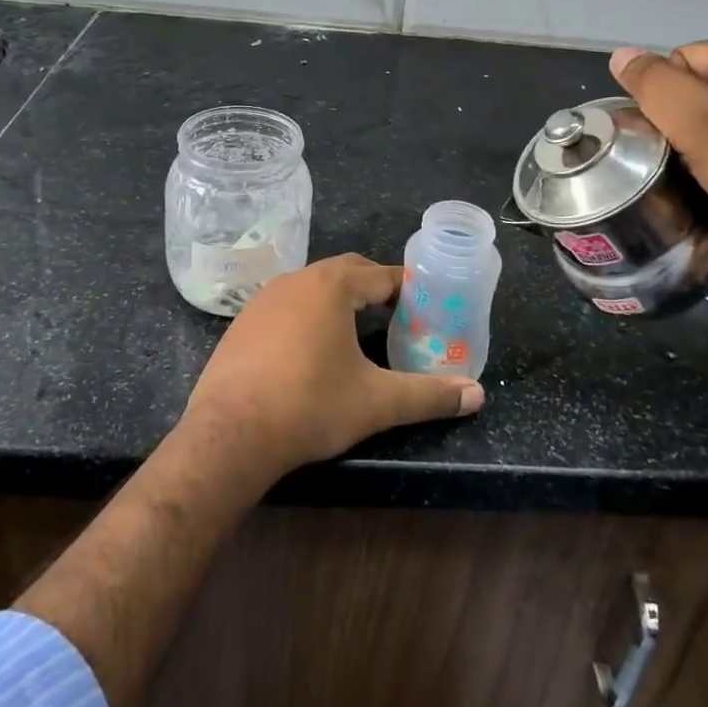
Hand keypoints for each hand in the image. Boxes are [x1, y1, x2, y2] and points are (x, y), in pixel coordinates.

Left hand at [177, 254, 484, 479]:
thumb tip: (477, 395)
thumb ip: (429, 395)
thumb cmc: (310, 406)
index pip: (381, 275)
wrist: (229, 434)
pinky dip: (307, 316)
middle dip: (373, 288)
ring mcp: (263, 300)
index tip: (426, 304)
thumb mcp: (376, 402)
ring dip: (338, 300)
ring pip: (312, 287)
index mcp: (332, 286)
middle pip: (346, 272)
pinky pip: (285, 306)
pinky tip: (310, 349)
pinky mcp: (241, 323)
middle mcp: (296, 281)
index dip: (407, 287)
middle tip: (397, 314)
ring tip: (358, 330)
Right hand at [610, 42, 707, 302]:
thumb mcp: (700, 123)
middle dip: (677, 124)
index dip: (664, 96)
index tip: (667, 136)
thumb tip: (620, 54)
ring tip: (691, 177)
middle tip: (675, 159)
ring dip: (693, 149)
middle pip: (696, 90)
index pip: (682, 59)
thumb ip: (655, 85)